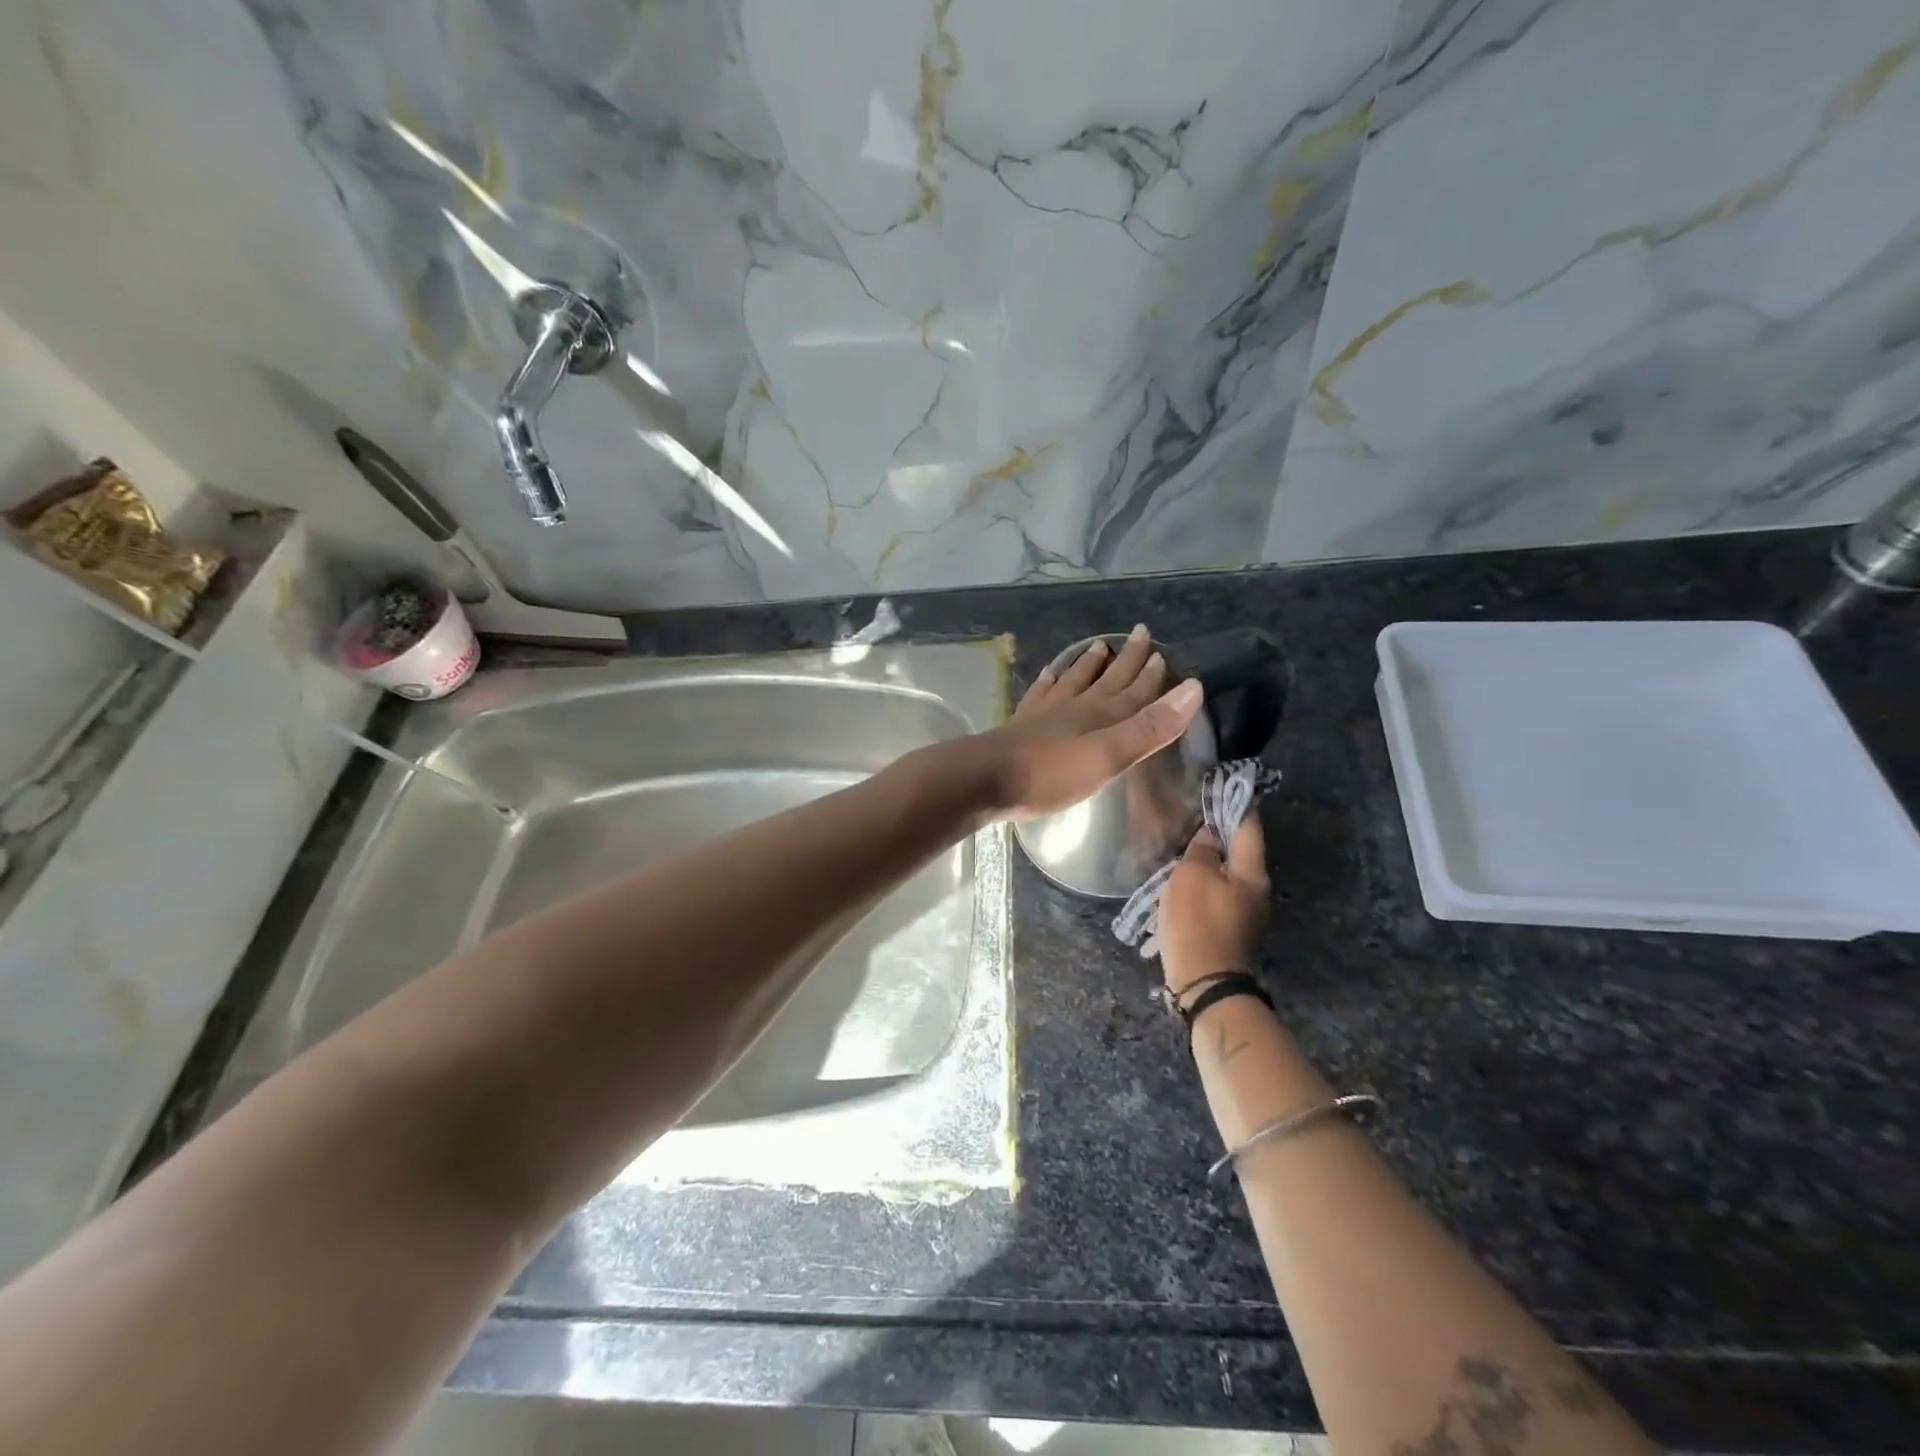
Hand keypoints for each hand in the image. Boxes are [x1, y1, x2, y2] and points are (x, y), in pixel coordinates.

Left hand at [971, 624, 1203, 821]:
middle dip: (1126, 659)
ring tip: (1099, 646)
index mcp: (1100, 716)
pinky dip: (1048, 681)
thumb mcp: (1108, 755)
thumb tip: (1192, 688)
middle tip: (1139, 633)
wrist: (984, 778)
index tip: (1164, 653)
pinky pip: (1040, 695)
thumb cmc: (1050, 773)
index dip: (1151, 674)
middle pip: (1106, 679)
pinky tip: (1048, 674)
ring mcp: (1044, 714)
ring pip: (1073, 681)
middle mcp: (1074, 707)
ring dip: (1088, 665)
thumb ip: (1148, 727)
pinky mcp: (1021, 726)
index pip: (1134, 691)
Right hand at [1159, 817, 1268, 996]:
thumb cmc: (1198, 922)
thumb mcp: (1192, 876)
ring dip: (1210, 859)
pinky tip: (1184, 879)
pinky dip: (1205, 881)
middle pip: (1241, 851)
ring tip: (1185, 846)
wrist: (1204, 982)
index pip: (1249, 828)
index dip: (1238, 805)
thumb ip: (1202, 850)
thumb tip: (1211, 835)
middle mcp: (1256, 890)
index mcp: (1252, 872)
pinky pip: (1218, 893)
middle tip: (1196, 815)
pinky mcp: (1230, 929)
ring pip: (1228, 874)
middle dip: (1221, 832)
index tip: (1228, 786)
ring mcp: (1245, 912)